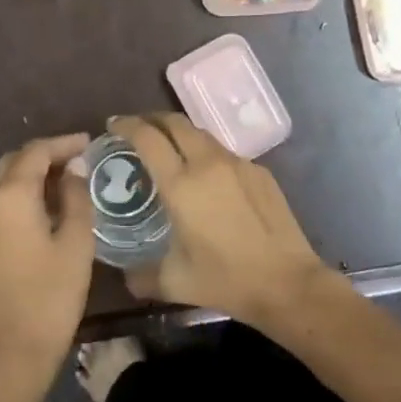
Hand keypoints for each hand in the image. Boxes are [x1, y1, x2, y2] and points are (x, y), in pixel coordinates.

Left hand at [0, 133, 94, 380]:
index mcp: (11, 196)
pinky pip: (1, 200)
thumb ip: (76, 196)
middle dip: (47, 154)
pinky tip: (50, 203)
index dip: (64, 143)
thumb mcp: (75, 241)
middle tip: (81, 157)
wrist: (14, 350)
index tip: (91, 142)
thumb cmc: (52, 295)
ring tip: (69, 177)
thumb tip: (75, 168)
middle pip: (16, 161)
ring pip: (5, 180)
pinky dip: (24, 191)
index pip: (37, 152)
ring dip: (34, 172)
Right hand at [109, 114, 336, 324]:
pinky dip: (206, 154)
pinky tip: (207, 178)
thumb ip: (142, 275)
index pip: (147, 137)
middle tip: (137, 130)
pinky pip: (225, 153)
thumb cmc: (226, 280)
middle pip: (175, 122)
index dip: (126, 126)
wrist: (287, 282)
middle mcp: (208, 163)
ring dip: (180, 134)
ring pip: (202, 134)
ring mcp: (238, 164)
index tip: (113, 125)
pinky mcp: (260, 172)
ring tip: (169, 150)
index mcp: (181, 184)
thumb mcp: (174, 282)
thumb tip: (125, 276)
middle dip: (151, 119)